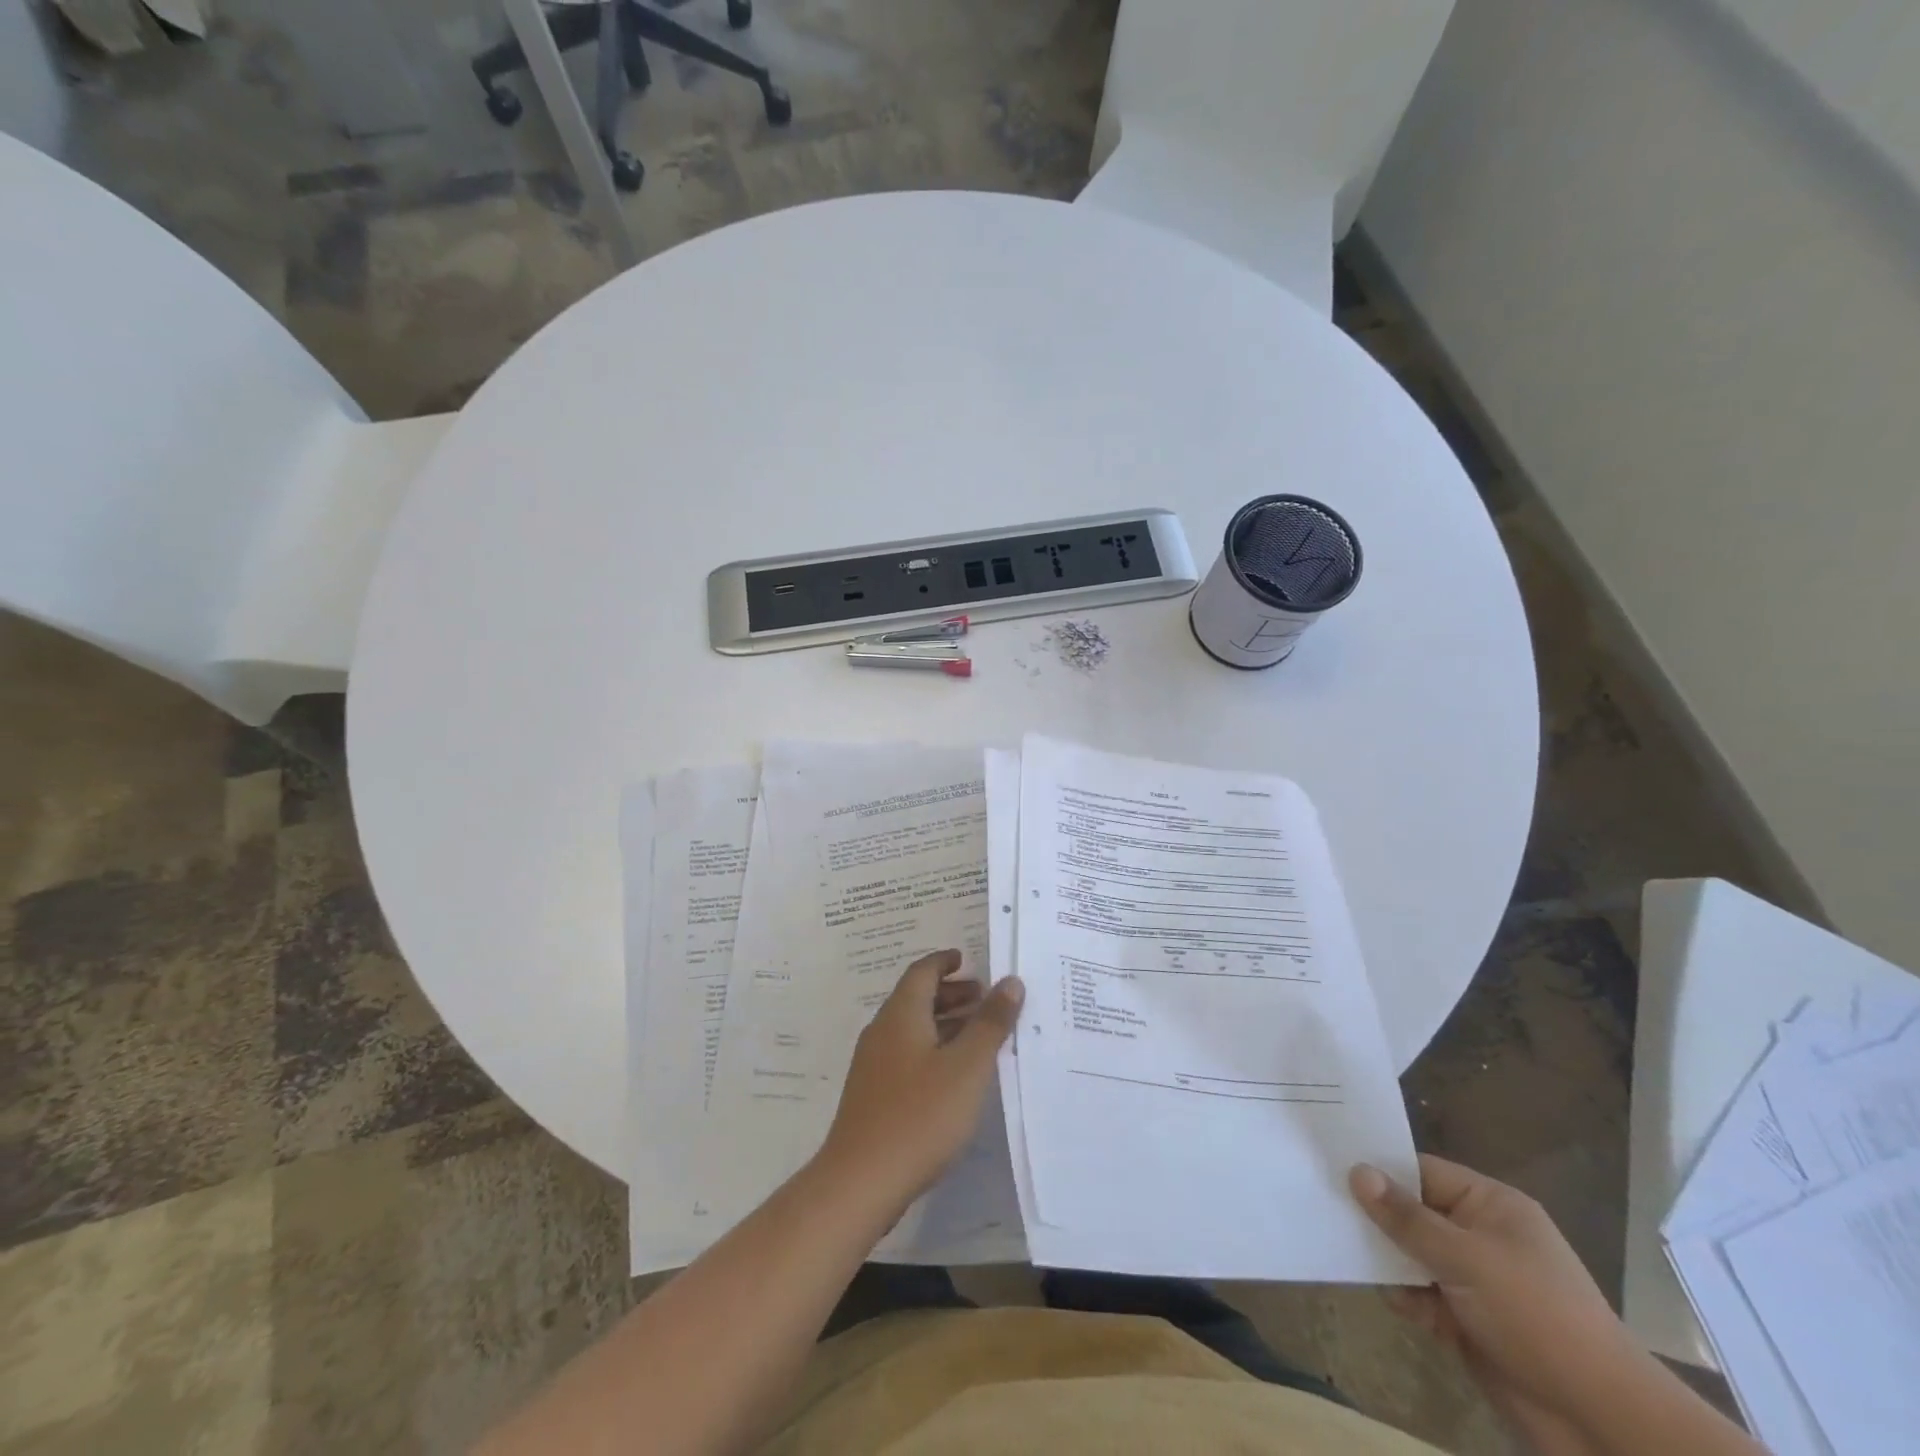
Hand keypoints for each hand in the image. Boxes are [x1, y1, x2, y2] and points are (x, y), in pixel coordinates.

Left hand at [819, 950, 1022, 1207]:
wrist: (860, 1181)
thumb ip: (990, 1023)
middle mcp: (882, 1031)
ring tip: (978, 1036)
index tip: (966, 959)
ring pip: (912, 1029)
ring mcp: (873, 1065)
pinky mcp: (872, 1095)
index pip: (922, 972)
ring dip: (944, 1023)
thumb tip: (1009, 982)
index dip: (944, 962)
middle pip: (916, 998)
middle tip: (984, 998)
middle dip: (950, 994)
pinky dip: (933, 1049)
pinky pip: (907, 1055)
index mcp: (901, 1014)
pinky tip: (954, 1076)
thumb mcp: (967, 1067)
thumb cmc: (920, 1115)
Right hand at [1351, 1157, 1646, 1429]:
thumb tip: (1357, 1171)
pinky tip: (1396, 1305)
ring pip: (1412, 1253)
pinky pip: (1422, 1293)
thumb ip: (1406, 1217)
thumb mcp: (1466, 1258)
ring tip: (1348, 1254)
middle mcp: (1481, 1234)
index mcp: (1490, 1205)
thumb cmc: (1536, 1316)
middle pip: (1413, 1211)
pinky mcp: (1469, 1320)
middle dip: (1376, 1215)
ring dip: (1387, 1259)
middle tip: (1324, 1205)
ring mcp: (1475, 1279)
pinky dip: (1405, 1296)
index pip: (1421, 1170)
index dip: (1379, 1167)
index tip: (1329, 1162)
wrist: (1601, 1422)